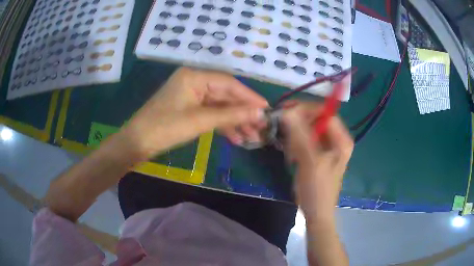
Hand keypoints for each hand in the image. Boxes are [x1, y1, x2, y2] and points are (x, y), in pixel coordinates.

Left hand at [122, 67, 267, 158]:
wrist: (137, 143)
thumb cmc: (165, 128)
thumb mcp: (200, 120)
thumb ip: (231, 115)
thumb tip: (260, 112)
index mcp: (194, 76)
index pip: (228, 83)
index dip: (249, 96)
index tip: (266, 109)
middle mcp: (194, 81)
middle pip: (225, 95)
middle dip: (243, 112)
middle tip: (260, 127)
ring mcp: (191, 95)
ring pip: (219, 106)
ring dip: (235, 121)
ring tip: (251, 137)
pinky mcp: (189, 108)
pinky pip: (210, 113)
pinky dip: (222, 125)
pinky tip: (236, 138)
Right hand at [281, 102, 353, 220]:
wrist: (316, 212)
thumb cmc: (317, 189)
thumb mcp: (310, 162)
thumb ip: (300, 135)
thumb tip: (288, 111)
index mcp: (341, 140)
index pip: (325, 114)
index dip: (307, 109)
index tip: (287, 110)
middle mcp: (336, 140)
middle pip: (316, 121)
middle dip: (299, 124)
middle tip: (283, 130)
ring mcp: (326, 148)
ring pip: (308, 131)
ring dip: (295, 137)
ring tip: (290, 152)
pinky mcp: (317, 155)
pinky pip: (304, 141)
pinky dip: (295, 145)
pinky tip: (291, 157)